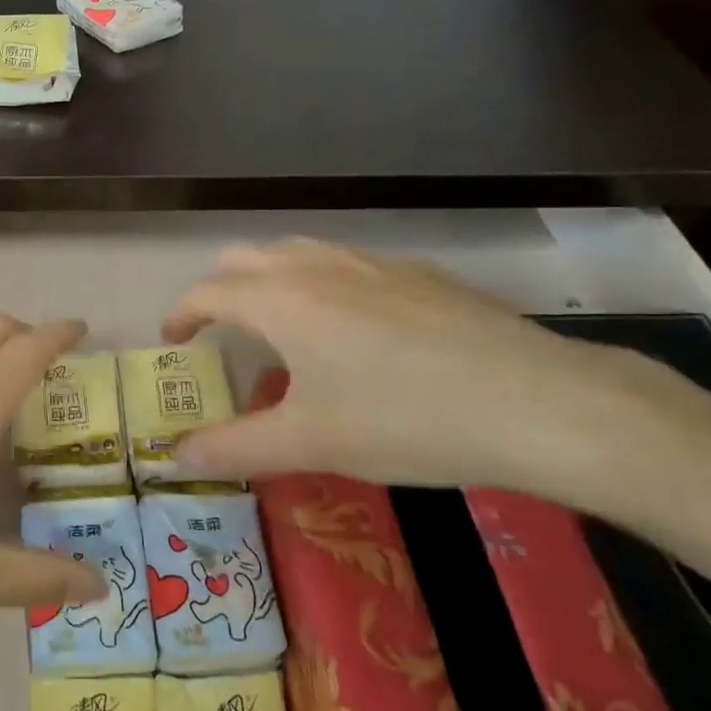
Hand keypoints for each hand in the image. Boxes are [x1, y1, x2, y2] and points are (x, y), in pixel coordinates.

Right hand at [162, 241, 699, 502]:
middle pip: (245, 259)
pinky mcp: (417, 273)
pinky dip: (321, 286)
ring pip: (296, 254)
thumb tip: (175, 457)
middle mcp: (317, 265)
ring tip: (281, 330)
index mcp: (281, 298)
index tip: (173, 342)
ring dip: (269, 282)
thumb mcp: (311, 443)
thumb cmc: (405, 421)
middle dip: (220, 291)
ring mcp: (371, 262)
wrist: (538, 402)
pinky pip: (345, 265)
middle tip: (221, 335)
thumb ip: (234, 447)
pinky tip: (356, 333)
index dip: (180, 315)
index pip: (207, 291)